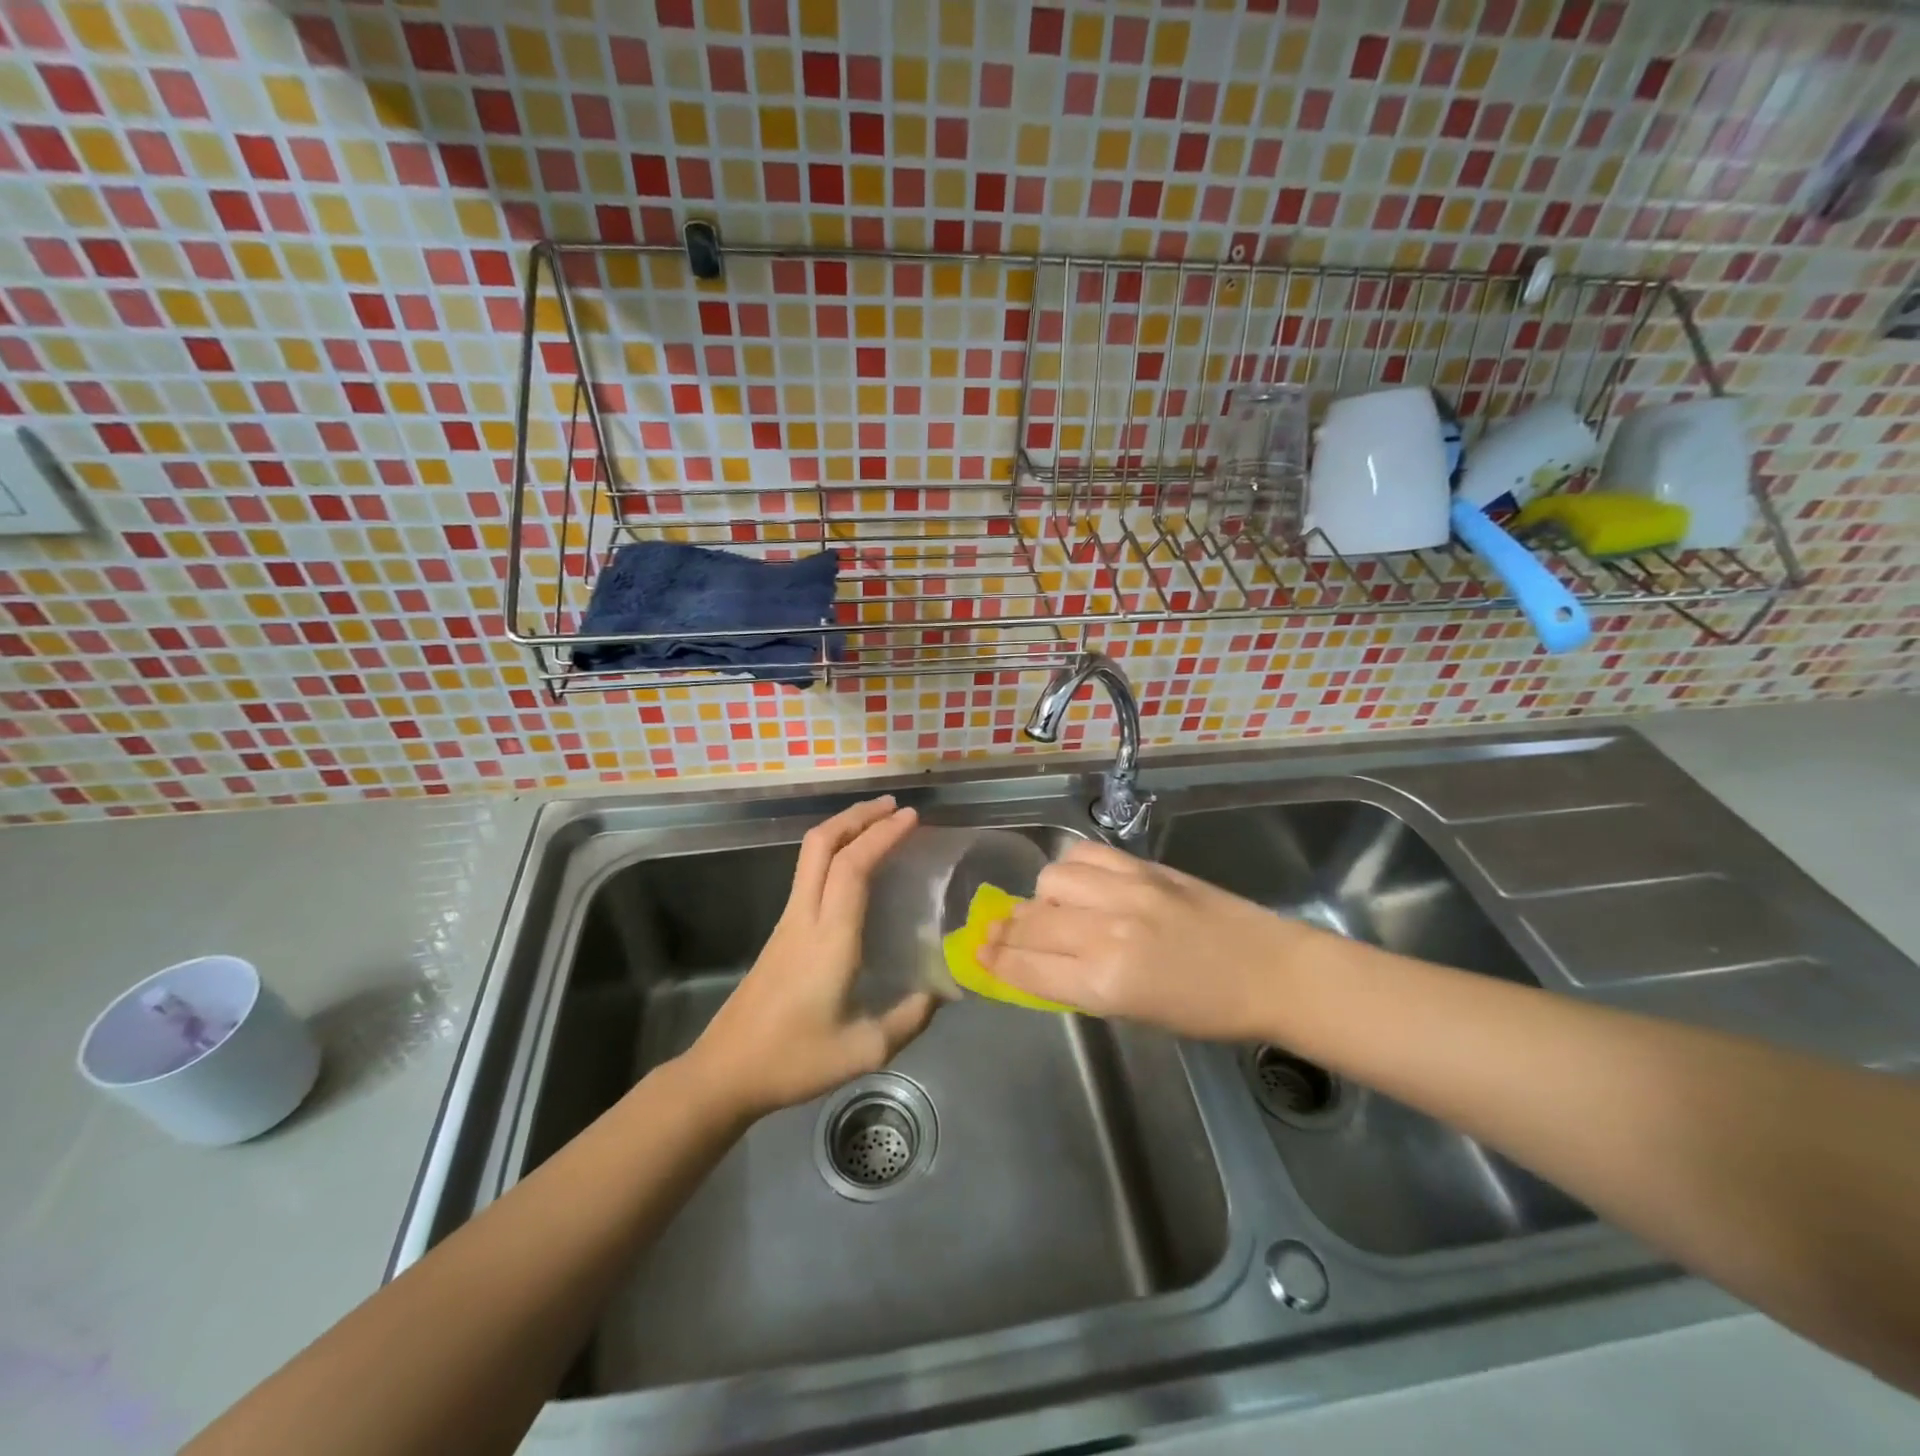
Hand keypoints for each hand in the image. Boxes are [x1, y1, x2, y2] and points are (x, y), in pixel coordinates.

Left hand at [686, 796, 936, 1117]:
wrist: (725, 1071)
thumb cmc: (793, 1060)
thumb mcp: (863, 1051)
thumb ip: (909, 1019)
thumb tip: (943, 992)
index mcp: (829, 938)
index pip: (853, 866)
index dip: (881, 834)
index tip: (911, 816)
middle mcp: (805, 916)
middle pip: (822, 844)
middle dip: (858, 815)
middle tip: (895, 807)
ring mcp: (788, 920)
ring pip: (811, 854)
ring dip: (844, 828)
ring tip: (879, 823)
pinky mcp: (781, 931)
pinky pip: (809, 873)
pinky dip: (834, 851)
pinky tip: (855, 866)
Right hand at [979, 840, 1306, 1041]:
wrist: (1269, 970)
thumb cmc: (1205, 1010)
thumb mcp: (1135, 1014)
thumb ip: (1081, 984)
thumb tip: (1037, 962)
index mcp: (1106, 984)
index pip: (1028, 967)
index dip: (995, 961)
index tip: (975, 954)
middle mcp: (1107, 933)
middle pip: (1032, 923)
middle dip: (1005, 930)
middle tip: (995, 932)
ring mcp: (1125, 892)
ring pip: (1051, 882)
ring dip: (1041, 898)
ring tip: (1051, 909)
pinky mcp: (1143, 867)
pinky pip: (1084, 855)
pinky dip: (1070, 868)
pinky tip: (1077, 881)